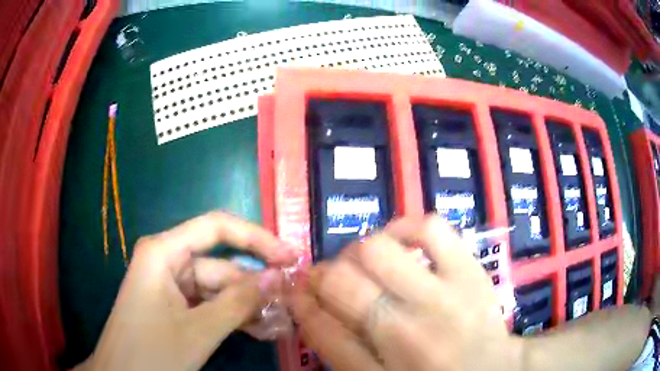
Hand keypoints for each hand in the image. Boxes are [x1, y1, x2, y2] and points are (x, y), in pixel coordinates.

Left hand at [85, 211, 296, 370]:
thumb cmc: (151, 351)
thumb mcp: (198, 331)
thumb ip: (238, 303)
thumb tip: (278, 278)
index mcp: (164, 252)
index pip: (216, 228)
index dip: (256, 238)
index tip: (289, 256)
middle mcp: (168, 261)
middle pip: (220, 265)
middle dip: (255, 286)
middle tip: (291, 302)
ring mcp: (171, 286)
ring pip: (219, 289)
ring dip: (248, 307)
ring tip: (279, 324)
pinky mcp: (175, 306)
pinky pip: (210, 305)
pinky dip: (233, 317)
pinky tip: (259, 331)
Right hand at [289, 215, 522, 370]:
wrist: (495, 369)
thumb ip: (342, 350)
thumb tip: (309, 306)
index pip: (320, 328)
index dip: (300, 303)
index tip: (296, 291)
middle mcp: (407, 333)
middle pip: (340, 282)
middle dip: (323, 275)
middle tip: (331, 279)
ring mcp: (444, 297)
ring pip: (375, 250)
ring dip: (358, 253)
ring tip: (365, 264)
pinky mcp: (470, 271)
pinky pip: (430, 229)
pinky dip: (405, 228)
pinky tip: (401, 242)